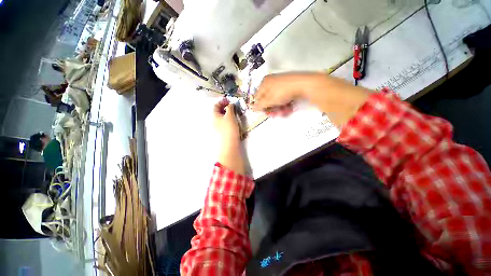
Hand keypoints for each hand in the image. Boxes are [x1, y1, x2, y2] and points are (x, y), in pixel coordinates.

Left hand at [213, 98, 239, 142]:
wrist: (230, 142)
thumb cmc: (229, 127)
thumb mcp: (230, 115)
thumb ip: (230, 107)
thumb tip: (230, 104)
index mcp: (214, 115)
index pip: (216, 105)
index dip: (222, 101)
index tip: (229, 100)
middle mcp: (214, 120)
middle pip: (218, 110)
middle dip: (225, 106)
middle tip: (232, 105)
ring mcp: (218, 125)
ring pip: (222, 116)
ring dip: (227, 112)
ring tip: (234, 111)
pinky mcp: (223, 129)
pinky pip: (224, 121)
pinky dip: (228, 117)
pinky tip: (233, 119)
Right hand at [251, 72, 369, 126]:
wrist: (304, 84)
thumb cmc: (283, 92)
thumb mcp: (269, 100)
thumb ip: (260, 105)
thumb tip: (252, 108)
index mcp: (264, 83)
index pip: (258, 97)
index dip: (261, 107)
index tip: (266, 113)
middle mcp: (271, 82)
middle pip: (267, 99)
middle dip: (272, 109)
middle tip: (276, 115)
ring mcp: (281, 84)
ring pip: (276, 100)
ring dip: (279, 108)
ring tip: (284, 112)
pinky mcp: (289, 87)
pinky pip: (283, 98)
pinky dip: (285, 104)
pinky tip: (289, 108)